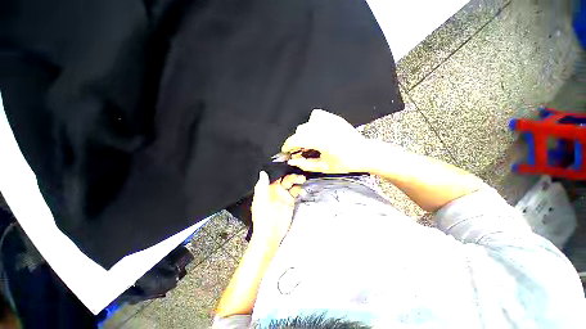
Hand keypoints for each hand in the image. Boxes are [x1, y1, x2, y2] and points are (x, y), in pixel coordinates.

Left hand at [250, 171, 305, 244]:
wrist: (271, 235)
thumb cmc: (263, 219)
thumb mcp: (261, 202)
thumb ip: (262, 186)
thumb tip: (262, 173)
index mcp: (266, 188)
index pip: (274, 175)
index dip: (280, 169)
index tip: (287, 164)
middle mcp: (275, 190)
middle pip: (284, 178)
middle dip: (291, 174)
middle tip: (298, 174)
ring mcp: (283, 195)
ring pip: (291, 183)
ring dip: (296, 180)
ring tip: (302, 179)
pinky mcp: (290, 201)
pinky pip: (295, 192)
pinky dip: (299, 189)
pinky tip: (301, 189)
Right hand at [281, 109, 372, 172]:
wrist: (364, 153)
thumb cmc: (347, 162)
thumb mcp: (324, 167)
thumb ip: (306, 164)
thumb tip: (293, 161)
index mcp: (322, 141)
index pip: (297, 139)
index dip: (288, 145)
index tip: (286, 150)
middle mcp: (324, 128)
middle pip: (300, 131)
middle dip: (297, 141)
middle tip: (300, 150)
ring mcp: (329, 121)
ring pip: (307, 123)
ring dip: (305, 133)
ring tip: (310, 141)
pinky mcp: (333, 118)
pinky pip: (316, 116)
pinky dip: (313, 123)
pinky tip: (317, 131)